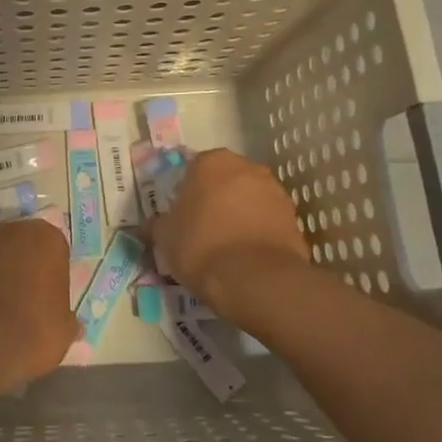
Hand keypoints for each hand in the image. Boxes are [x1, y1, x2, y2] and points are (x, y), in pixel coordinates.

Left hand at [0, 218, 78, 398]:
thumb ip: (66, 317)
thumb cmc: (33, 331)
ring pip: (1, 252)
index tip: (54, 292)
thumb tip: (71, 323)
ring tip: (7, 303)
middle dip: (29, 263)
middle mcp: (15, 231)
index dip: (55, 269)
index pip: (56, 247)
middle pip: (26, 243)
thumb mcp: (64, 331)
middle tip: (32, 294)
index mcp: (48, 239)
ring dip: (4, 269)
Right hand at [151, 149, 309, 322]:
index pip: (193, 170)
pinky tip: (247, 257)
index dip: (186, 194)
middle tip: (203, 230)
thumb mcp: (165, 237)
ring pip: (249, 199)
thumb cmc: (201, 246)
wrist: (256, 280)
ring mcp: (275, 191)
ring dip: (240, 215)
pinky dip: (258, 232)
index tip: (182, 217)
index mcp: (211, 162)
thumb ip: (157, 225)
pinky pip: (267, 220)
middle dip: (216, 200)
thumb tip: (148, 226)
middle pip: (225, 181)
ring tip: (227, 247)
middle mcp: (247, 167)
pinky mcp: (294, 218)